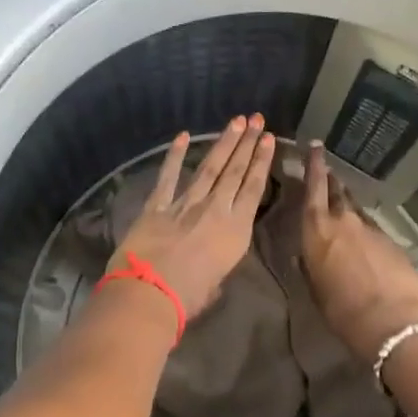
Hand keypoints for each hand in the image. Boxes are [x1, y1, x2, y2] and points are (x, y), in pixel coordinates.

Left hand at [111, 115, 276, 320]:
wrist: (149, 293)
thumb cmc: (188, 298)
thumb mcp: (216, 284)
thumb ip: (218, 265)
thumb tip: (212, 262)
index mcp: (235, 231)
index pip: (253, 189)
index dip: (261, 162)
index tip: (268, 139)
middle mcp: (214, 210)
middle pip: (234, 171)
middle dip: (247, 143)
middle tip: (256, 118)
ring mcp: (185, 204)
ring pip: (209, 167)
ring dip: (223, 143)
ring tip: (235, 121)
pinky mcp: (157, 205)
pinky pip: (168, 176)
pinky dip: (175, 155)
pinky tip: (183, 135)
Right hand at [300, 142, 417, 362]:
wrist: (392, 319)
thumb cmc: (341, 308)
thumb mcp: (315, 288)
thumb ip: (310, 266)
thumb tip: (306, 256)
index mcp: (317, 229)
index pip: (313, 187)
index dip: (313, 165)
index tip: (315, 146)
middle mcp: (344, 221)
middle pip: (337, 192)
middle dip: (330, 180)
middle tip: (327, 172)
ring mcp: (371, 229)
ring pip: (356, 210)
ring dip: (349, 206)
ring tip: (344, 206)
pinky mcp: (392, 242)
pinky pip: (374, 230)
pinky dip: (367, 232)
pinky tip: (367, 245)